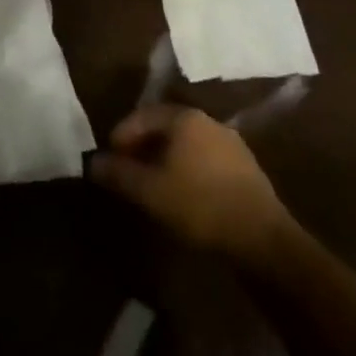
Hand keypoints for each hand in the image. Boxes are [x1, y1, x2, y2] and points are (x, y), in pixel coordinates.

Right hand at [89, 103, 292, 256]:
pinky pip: (205, 161)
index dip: (121, 135)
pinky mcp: (246, 170)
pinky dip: (187, 171)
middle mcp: (209, 122)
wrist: (262, 240)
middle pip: (166, 128)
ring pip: (187, 145)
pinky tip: (182, 195)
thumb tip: (93, 162)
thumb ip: (117, 173)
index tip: (108, 157)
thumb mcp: (148, 190)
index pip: (143, 115)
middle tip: (126, 170)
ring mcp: (232, 145)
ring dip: (165, 160)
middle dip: (142, 147)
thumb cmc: (198, 205)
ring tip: (151, 185)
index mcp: (185, 118)